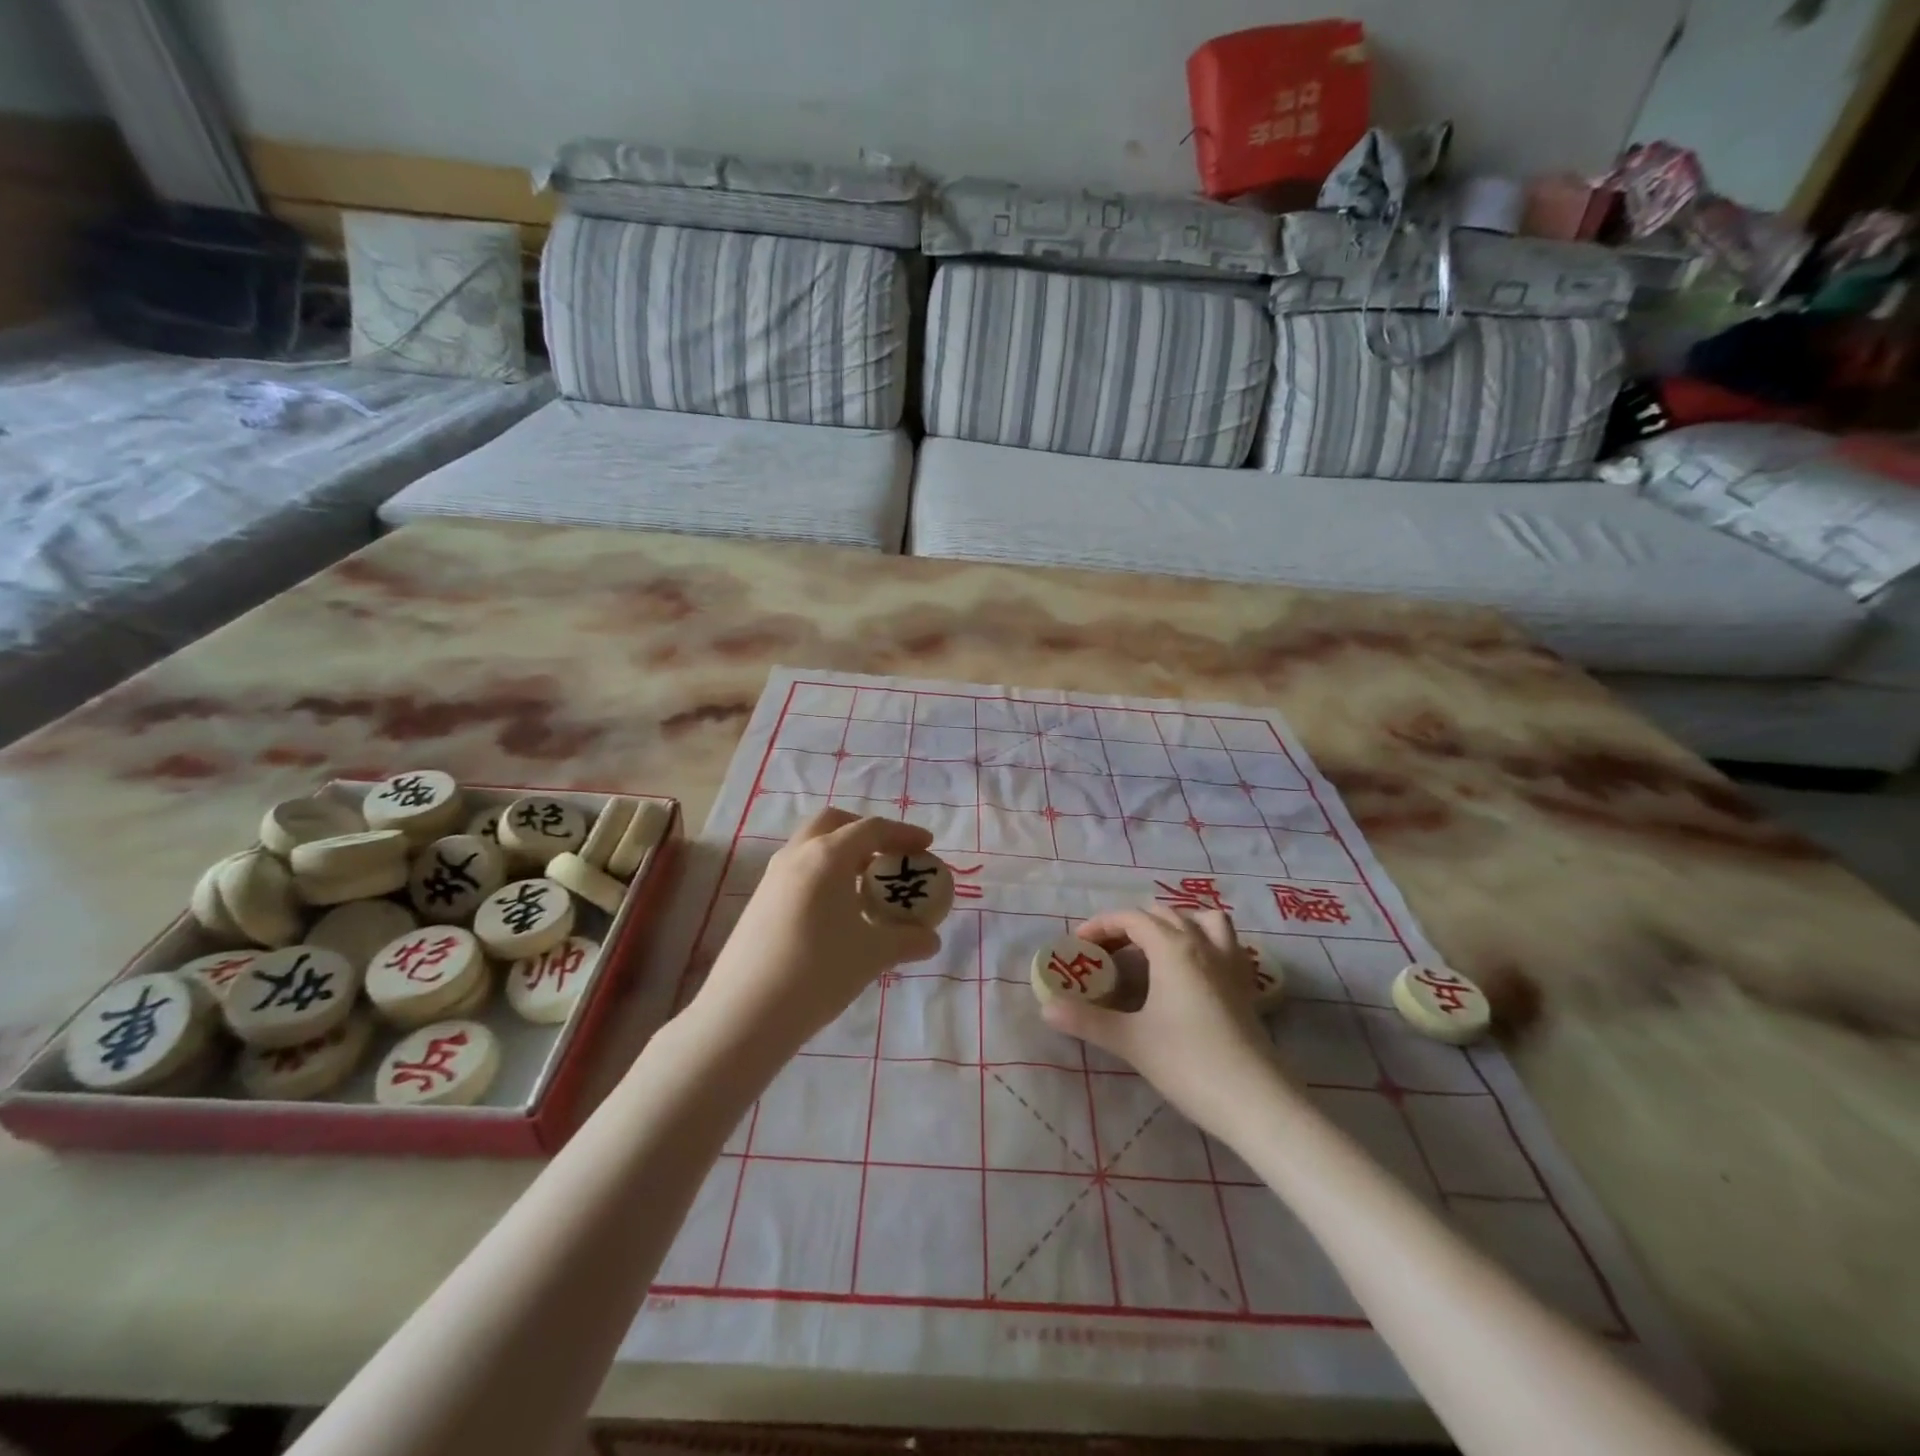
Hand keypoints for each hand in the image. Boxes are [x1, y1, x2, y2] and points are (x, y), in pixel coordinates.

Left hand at [696, 809, 941, 1049]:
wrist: (744, 1014)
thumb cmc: (817, 973)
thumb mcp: (872, 956)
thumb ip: (907, 940)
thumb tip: (930, 939)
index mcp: (827, 856)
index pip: (872, 829)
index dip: (903, 833)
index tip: (927, 846)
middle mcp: (797, 855)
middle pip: (834, 824)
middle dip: (866, 832)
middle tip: (890, 855)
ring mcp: (772, 877)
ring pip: (812, 846)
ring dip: (842, 853)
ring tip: (866, 886)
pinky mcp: (758, 902)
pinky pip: (798, 871)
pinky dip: (823, 874)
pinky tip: (836, 912)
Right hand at [1040, 906, 1281, 1136]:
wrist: (1257, 1101)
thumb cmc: (1189, 1063)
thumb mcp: (1130, 1041)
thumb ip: (1086, 1020)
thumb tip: (1046, 1008)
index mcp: (1173, 948)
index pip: (1131, 918)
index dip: (1101, 925)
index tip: (1079, 945)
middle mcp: (1203, 944)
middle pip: (1162, 914)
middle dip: (1130, 925)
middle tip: (1107, 953)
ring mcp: (1230, 963)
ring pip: (1202, 919)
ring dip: (1174, 923)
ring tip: (1153, 948)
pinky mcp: (1246, 985)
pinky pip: (1224, 942)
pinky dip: (1203, 941)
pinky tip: (1191, 970)